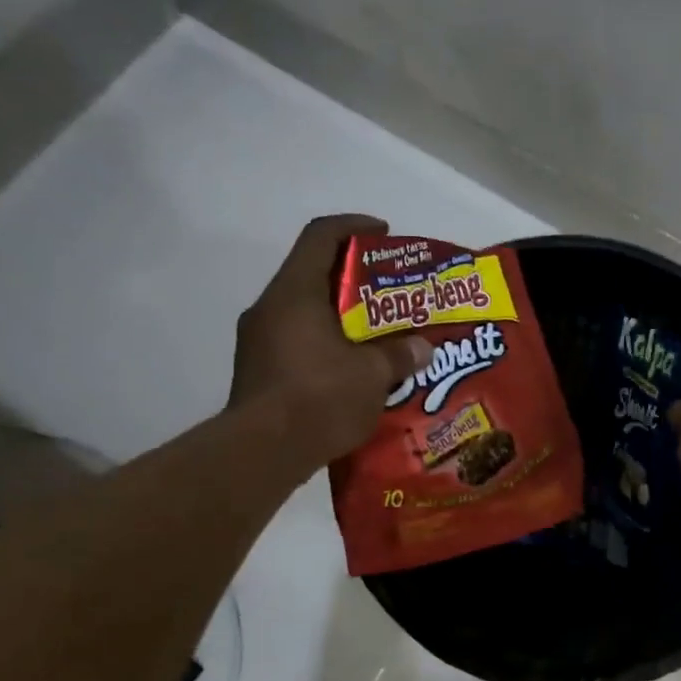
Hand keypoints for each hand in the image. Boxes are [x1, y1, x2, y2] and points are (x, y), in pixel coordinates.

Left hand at [229, 214, 431, 471]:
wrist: (262, 453)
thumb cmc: (319, 398)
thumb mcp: (372, 375)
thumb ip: (399, 354)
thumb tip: (422, 348)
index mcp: (294, 293)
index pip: (321, 236)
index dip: (354, 227)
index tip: (384, 233)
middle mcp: (270, 308)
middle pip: (313, 274)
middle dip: (355, 279)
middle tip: (391, 294)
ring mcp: (258, 342)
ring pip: (305, 313)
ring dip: (341, 318)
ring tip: (378, 336)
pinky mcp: (258, 372)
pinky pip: (297, 343)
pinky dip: (326, 346)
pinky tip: (353, 371)